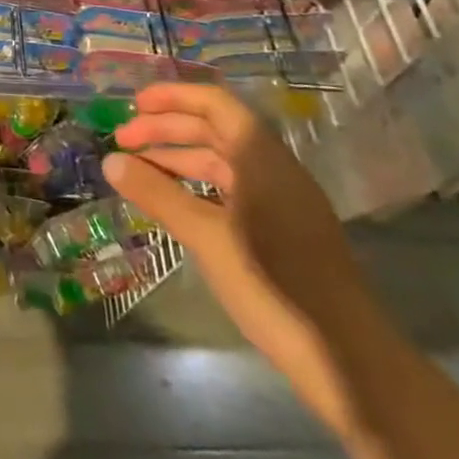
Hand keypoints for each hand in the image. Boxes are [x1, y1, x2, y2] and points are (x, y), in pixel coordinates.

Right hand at [105, 83, 390, 439]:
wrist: (348, 361)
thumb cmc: (273, 285)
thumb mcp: (206, 237)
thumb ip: (158, 194)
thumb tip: (110, 161)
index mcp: (261, 158)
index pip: (215, 103)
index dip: (173, 97)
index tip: (134, 105)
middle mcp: (274, 169)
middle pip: (215, 129)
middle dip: (167, 130)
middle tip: (122, 142)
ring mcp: (282, 200)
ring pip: (222, 161)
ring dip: (179, 159)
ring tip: (138, 173)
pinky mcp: (283, 230)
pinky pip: (232, 189)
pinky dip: (198, 187)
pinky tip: (173, 205)